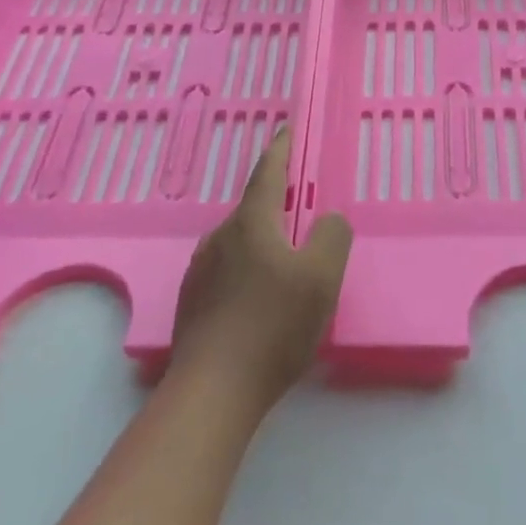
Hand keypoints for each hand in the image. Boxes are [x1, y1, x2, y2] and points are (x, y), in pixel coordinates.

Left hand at [169, 127, 352, 412]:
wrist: (212, 393)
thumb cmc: (273, 327)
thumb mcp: (321, 278)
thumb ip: (332, 237)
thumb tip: (327, 220)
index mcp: (251, 223)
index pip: (268, 172)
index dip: (281, 150)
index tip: (287, 131)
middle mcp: (220, 236)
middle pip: (253, 208)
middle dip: (277, 203)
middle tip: (302, 211)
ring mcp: (201, 269)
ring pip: (239, 240)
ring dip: (262, 240)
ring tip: (285, 262)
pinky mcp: (192, 301)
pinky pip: (227, 269)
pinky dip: (247, 269)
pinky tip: (260, 299)